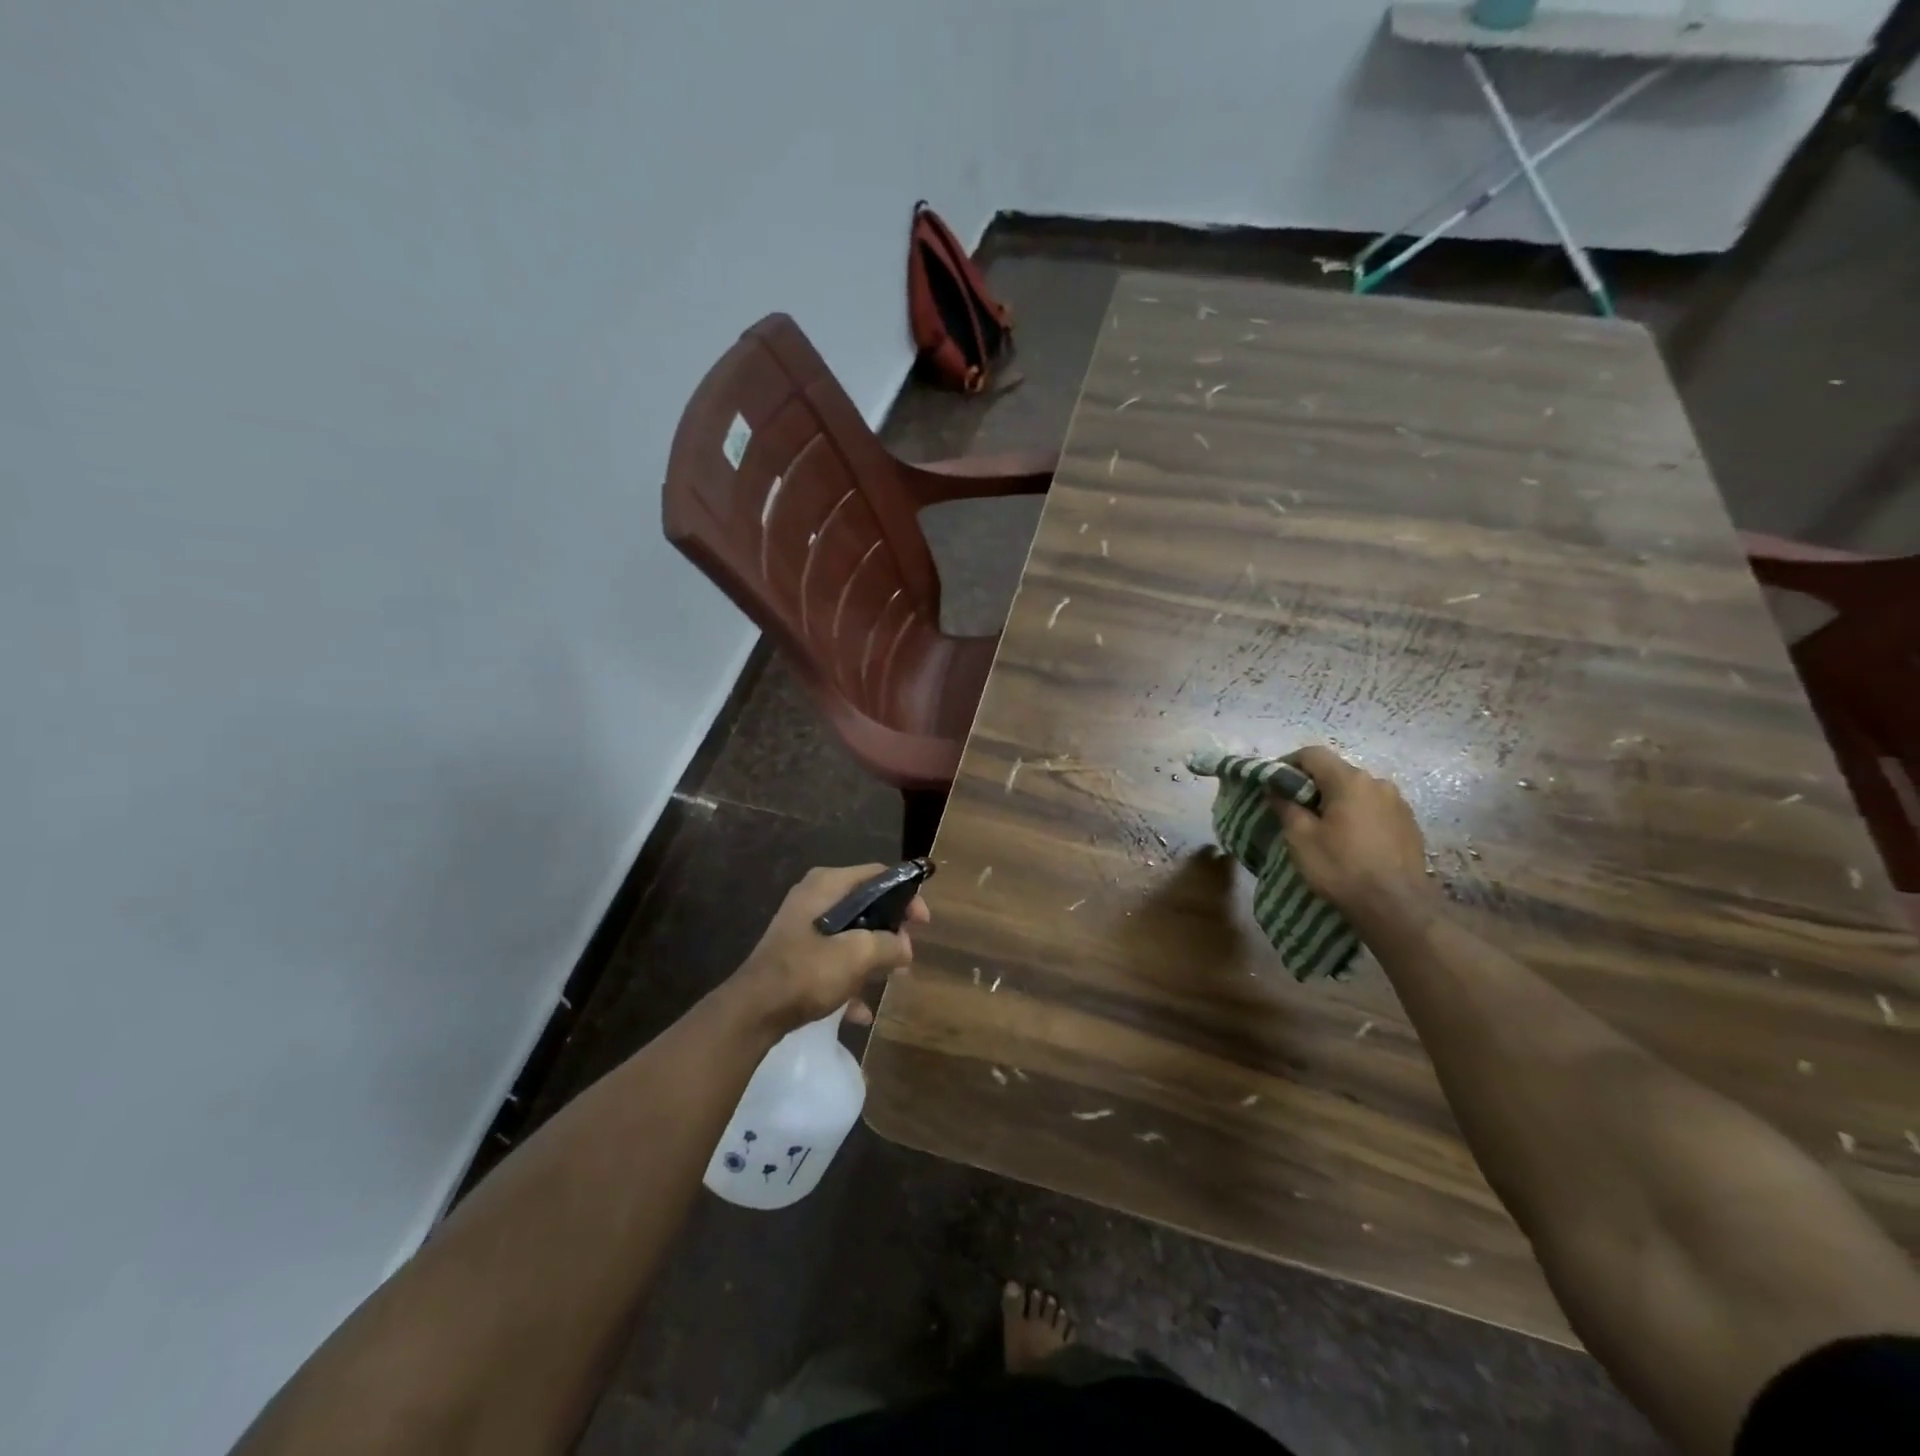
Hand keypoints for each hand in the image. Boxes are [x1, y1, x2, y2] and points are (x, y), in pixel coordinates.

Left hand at [729, 865, 928, 1036]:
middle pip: (866, 904)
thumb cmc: (808, 971)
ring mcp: (803, 926)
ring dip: (872, 957)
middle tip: (906, 954)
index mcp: (827, 884)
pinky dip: (850, 978)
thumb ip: (890, 945)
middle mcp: (814, 897)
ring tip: (890, 980)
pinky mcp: (796, 954)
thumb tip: (905, 948)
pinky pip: (833, 959)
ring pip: (851, 934)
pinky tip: (861, 1011)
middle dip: (890, 931)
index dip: (906, 895)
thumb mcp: (858, 955)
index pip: (879, 875)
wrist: (753, 1011)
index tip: (923, 923)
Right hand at [1273, 746, 1434, 927]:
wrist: (1397, 907)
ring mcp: (1398, 803)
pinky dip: (1358, 815)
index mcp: (1349, 780)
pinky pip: (1375, 809)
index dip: (1288, 763)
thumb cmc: (1341, 867)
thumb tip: (1276, 789)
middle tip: (1294, 808)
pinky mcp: (1409, 824)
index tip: (1273, 783)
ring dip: (1337, 801)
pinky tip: (1351, 840)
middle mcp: (1377, 783)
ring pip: (1357, 791)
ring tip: (1324, 827)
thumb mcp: (1301, 838)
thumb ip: (1286, 806)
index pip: (1312, 754)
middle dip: (1313, 785)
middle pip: (1336, 772)